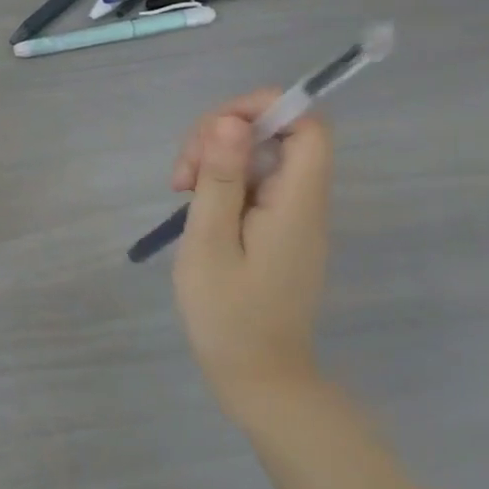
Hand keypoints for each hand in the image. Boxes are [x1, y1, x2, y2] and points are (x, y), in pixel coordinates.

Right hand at [169, 92, 333, 423]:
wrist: (258, 380)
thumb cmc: (228, 314)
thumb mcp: (211, 241)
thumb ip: (222, 179)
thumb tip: (231, 121)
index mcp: (297, 203)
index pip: (309, 126)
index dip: (265, 108)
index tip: (215, 128)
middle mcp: (304, 203)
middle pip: (277, 135)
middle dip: (222, 136)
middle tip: (182, 173)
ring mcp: (292, 217)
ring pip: (260, 157)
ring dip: (215, 159)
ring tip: (180, 191)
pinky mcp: (278, 231)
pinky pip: (255, 183)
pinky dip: (222, 182)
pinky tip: (194, 205)